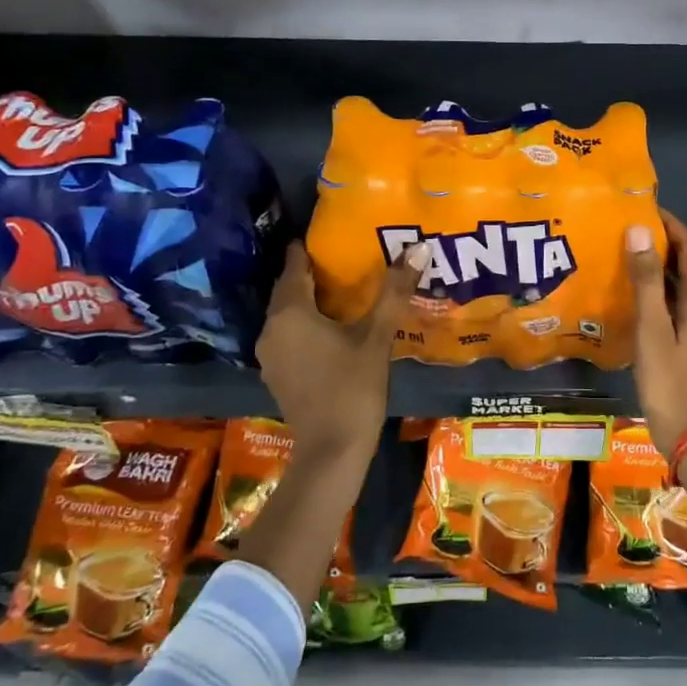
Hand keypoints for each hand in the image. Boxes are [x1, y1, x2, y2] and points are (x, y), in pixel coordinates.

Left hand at [257, 240, 424, 455]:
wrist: (332, 450)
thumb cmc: (354, 388)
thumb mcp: (377, 337)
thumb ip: (393, 292)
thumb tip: (417, 248)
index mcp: (290, 313)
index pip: (294, 266)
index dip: (308, 249)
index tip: (327, 235)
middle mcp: (271, 328)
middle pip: (287, 290)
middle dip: (309, 274)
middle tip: (341, 259)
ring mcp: (269, 354)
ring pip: (286, 314)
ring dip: (307, 301)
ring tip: (339, 291)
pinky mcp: (275, 374)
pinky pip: (287, 336)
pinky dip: (303, 325)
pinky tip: (329, 328)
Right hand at [626, 210, 686, 457]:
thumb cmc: (669, 381)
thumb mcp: (652, 329)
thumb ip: (646, 280)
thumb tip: (640, 231)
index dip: (673, 224)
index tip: (645, 209)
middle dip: (679, 238)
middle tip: (644, 231)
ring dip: (677, 260)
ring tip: (641, 253)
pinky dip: (674, 283)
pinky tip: (648, 291)